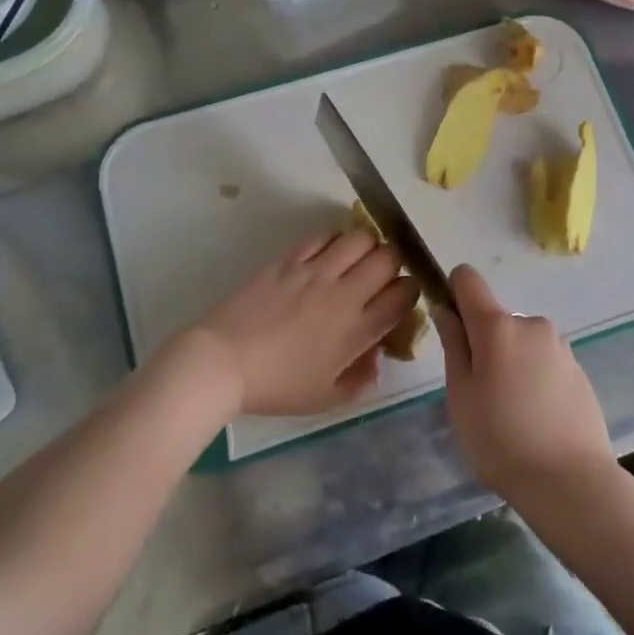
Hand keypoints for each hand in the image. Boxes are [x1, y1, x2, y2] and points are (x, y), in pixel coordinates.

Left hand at [160, 228, 418, 416]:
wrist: (222, 362)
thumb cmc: (276, 386)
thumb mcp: (326, 398)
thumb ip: (360, 379)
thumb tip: (376, 355)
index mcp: (357, 330)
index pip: (404, 295)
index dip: (411, 291)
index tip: (401, 298)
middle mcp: (344, 293)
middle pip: (389, 258)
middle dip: (395, 263)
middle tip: (383, 274)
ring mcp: (315, 271)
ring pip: (360, 237)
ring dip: (368, 245)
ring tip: (358, 257)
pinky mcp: (289, 259)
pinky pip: (323, 235)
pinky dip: (334, 239)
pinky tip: (329, 252)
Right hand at [434, 265, 615, 504]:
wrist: (571, 482)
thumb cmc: (500, 440)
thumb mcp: (461, 395)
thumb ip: (453, 345)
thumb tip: (446, 310)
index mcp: (497, 325)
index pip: (468, 279)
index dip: (454, 292)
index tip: (451, 326)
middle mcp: (531, 324)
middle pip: (495, 319)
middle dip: (483, 343)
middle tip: (480, 393)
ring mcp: (560, 346)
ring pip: (520, 343)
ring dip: (510, 362)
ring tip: (511, 413)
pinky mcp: (579, 370)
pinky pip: (544, 362)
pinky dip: (534, 378)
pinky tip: (536, 418)